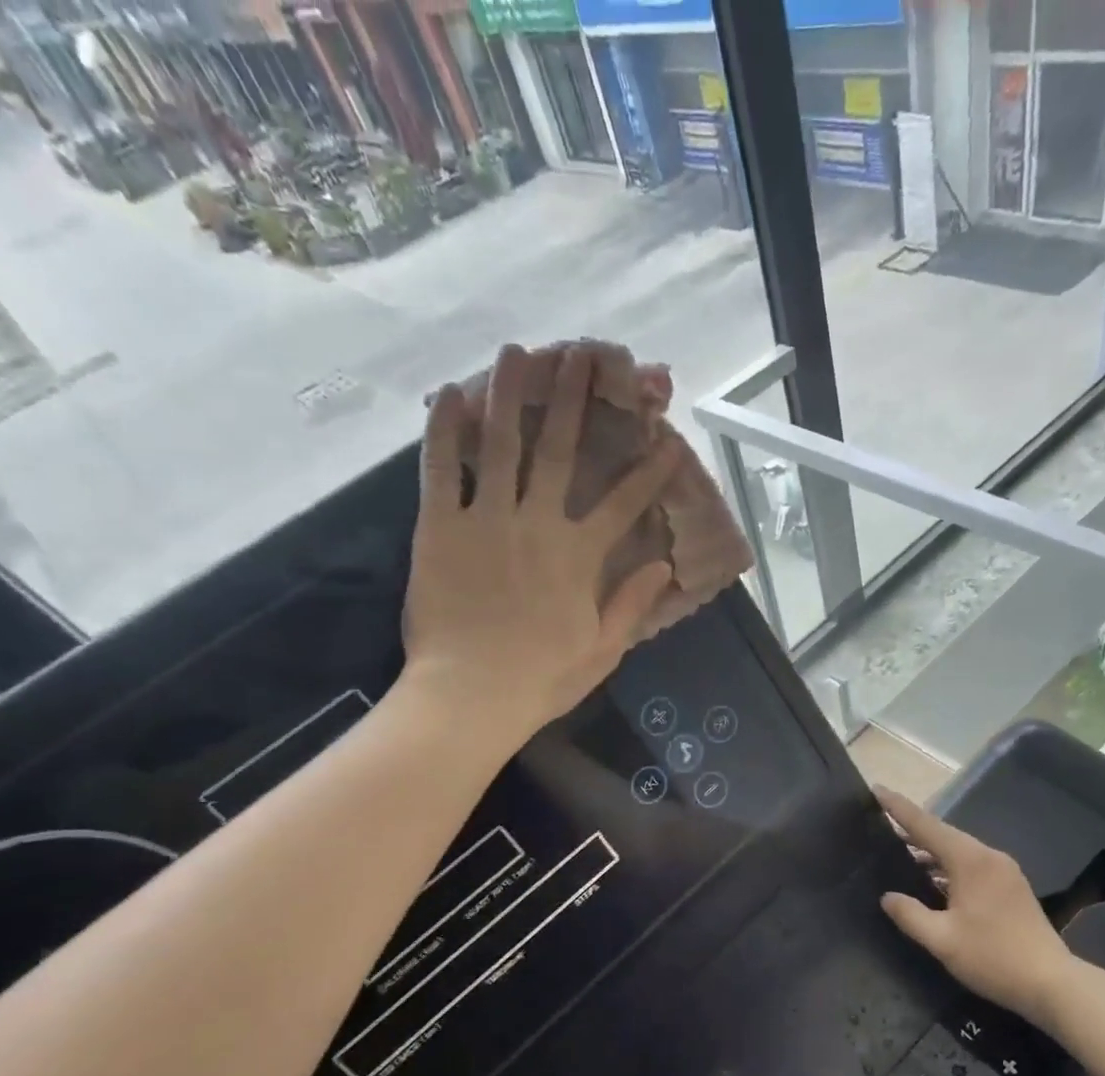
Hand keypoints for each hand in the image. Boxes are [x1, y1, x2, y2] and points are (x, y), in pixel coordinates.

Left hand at [400, 343, 678, 730]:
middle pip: (561, 451)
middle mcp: (538, 523)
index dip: (648, 468)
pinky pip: (441, 470)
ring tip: (518, 351)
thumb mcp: (603, 649)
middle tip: (582, 355)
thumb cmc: (542, 678)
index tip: (665, 437)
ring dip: (512, 394)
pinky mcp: (439, 527)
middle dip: (576, 400)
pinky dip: (444, 431)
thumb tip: (663, 564)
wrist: (471, 696)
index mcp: (580, 555)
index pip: (624, 502)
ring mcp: (486, 519)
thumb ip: (632, 602)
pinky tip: (449, 394)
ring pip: (501, 444)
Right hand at [875, 786, 1073, 1031]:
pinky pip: (971, 865)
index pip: (926, 825)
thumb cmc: (993, 958)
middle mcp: (988, 856)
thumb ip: (910, 915)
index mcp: (970, 861)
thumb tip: (887, 896)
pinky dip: (947, 866)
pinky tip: (932, 880)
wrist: (1052, 983)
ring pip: (958, 851)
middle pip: (943, 835)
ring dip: (930, 851)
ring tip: (899, 853)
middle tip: (881, 823)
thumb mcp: (942, 940)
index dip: (899, 808)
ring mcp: (1004, 871)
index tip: (876, 790)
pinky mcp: (1011, 887)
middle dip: (912, 828)